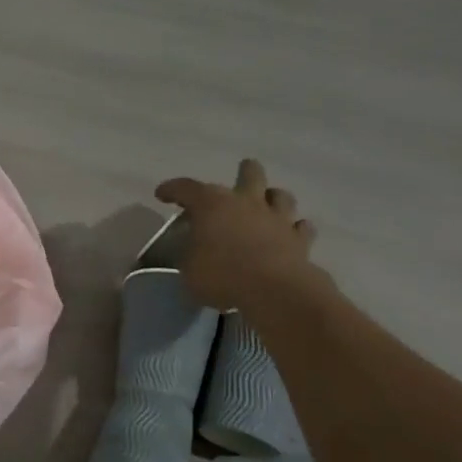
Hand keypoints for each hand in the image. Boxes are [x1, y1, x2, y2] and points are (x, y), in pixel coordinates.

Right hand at [154, 159, 321, 310]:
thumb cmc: (221, 275)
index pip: (186, 188)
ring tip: (267, 204)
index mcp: (212, 205)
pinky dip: (294, 229)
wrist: (273, 289)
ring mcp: (276, 219)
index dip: (171, 189)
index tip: (161, 194)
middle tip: (240, 174)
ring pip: (280, 195)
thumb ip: (190, 255)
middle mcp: (246, 203)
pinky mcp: (299, 240)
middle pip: (250, 174)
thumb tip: (194, 252)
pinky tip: (290, 233)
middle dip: (244, 172)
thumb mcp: (188, 269)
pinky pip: (300, 228)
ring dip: (272, 198)